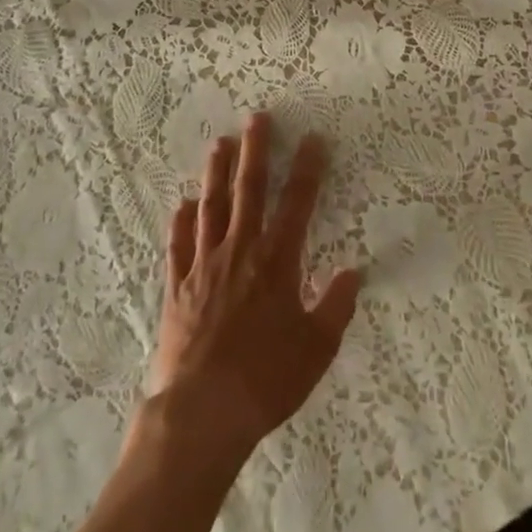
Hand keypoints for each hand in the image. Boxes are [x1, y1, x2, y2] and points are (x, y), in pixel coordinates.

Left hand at [143, 113, 361, 466]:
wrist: (201, 413)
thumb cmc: (265, 379)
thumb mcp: (316, 349)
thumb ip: (336, 306)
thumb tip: (354, 272)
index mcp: (277, 260)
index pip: (297, 202)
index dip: (307, 168)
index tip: (313, 138)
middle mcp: (240, 250)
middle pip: (248, 189)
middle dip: (256, 150)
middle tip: (256, 118)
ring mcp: (204, 265)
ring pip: (211, 206)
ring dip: (216, 173)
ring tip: (219, 143)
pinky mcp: (178, 286)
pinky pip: (179, 244)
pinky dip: (181, 222)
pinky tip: (182, 204)